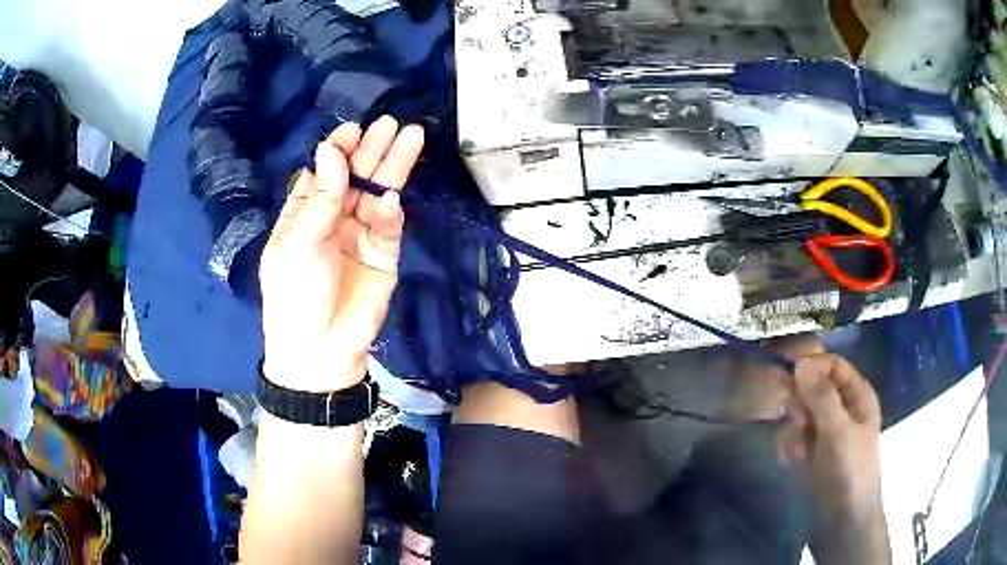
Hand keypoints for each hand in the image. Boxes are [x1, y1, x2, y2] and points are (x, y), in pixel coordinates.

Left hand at [260, 117, 423, 391]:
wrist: (319, 352)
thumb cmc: (294, 296)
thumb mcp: (296, 244)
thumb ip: (320, 198)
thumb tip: (329, 151)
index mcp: (304, 214)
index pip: (324, 173)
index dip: (338, 151)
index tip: (352, 131)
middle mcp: (333, 219)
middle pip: (355, 178)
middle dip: (372, 151)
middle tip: (391, 124)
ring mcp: (360, 237)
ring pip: (377, 195)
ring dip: (392, 168)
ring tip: (411, 137)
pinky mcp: (385, 256)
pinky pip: (389, 227)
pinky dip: (390, 213)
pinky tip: (391, 199)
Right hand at [778, 354, 882, 524]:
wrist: (842, 519)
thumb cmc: (849, 469)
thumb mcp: (838, 431)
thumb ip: (821, 397)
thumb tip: (801, 362)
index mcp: (857, 395)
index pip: (833, 365)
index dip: (813, 365)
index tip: (788, 372)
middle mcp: (842, 408)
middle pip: (815, 387)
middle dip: (800, 400)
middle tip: (788, 411)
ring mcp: (826, 431)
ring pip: (802, 412)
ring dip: (794, 427)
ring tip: (796, 448)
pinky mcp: (812, 451)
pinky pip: (795, 436)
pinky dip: (791, 445)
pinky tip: (792, 459)